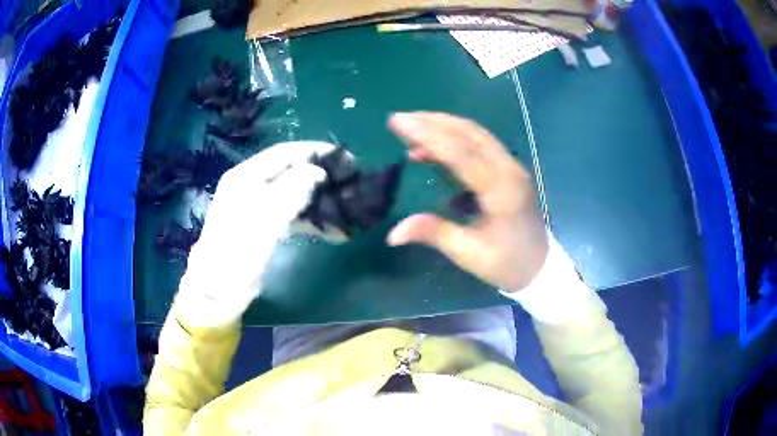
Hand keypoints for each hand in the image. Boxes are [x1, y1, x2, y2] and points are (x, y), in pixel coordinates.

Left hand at [175, 141, 335, 326]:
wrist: (218, 289)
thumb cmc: (238, 253)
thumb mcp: (264, 220)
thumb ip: (291, 191)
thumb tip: (317, 172)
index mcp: (245, 176)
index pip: (284, 153)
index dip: (314, 151)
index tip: (343, 157)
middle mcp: (250, 185)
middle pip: (290, 172)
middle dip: (319, 176)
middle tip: (347, 183)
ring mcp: (256, 206)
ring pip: (293, 194)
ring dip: (318, 201)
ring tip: (344, 209)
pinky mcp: (262, 225)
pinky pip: (290, 214)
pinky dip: (310, 220)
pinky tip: (330, 231)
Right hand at [386, 112, 547, 292]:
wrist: (540, 265)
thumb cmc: (506, 263)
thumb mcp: (468, 253)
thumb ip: (433, 233)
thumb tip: (393, 233)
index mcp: (501, 191)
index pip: (461, 153)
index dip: (427, 136)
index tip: (398, 124)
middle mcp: (509, 170)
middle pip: (469, 133)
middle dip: (432, 122)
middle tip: (399, 120)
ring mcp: (511, 166)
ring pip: (475, 134)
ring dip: (442, 126)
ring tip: (411, 127)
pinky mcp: (509, 169)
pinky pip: (480, 144)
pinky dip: (454, 139)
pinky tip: (432, 149)